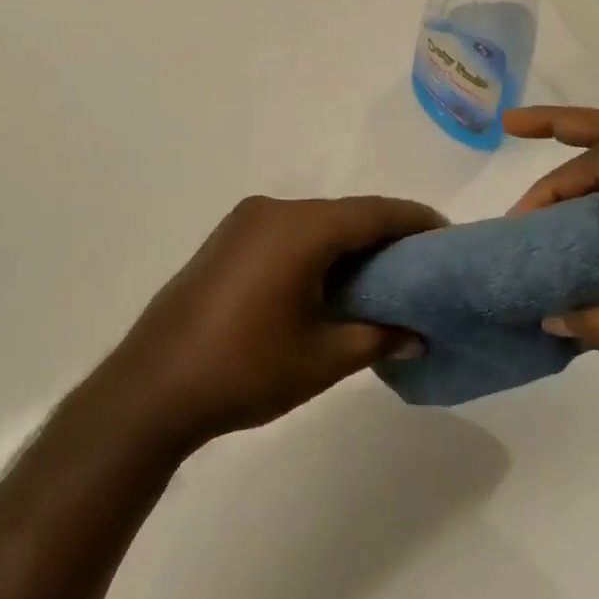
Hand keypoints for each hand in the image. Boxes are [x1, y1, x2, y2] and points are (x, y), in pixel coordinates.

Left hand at [103, 195, 441, 445]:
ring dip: (350, 242)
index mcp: (301, 228)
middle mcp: (274, 210)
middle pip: (346, 213)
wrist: (151, 388)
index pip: (375, 212)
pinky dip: (318, 247)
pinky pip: (289, 231)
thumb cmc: (245, 370)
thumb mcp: (323, 359)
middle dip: (385, 234)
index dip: (415, 221)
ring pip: (317, 221)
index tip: (447, 237)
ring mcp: (245, 221)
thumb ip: (377, 337)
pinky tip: (331, 280)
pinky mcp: (227, 239)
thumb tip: (417, 336)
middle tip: (420, 265)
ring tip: (382, 276)